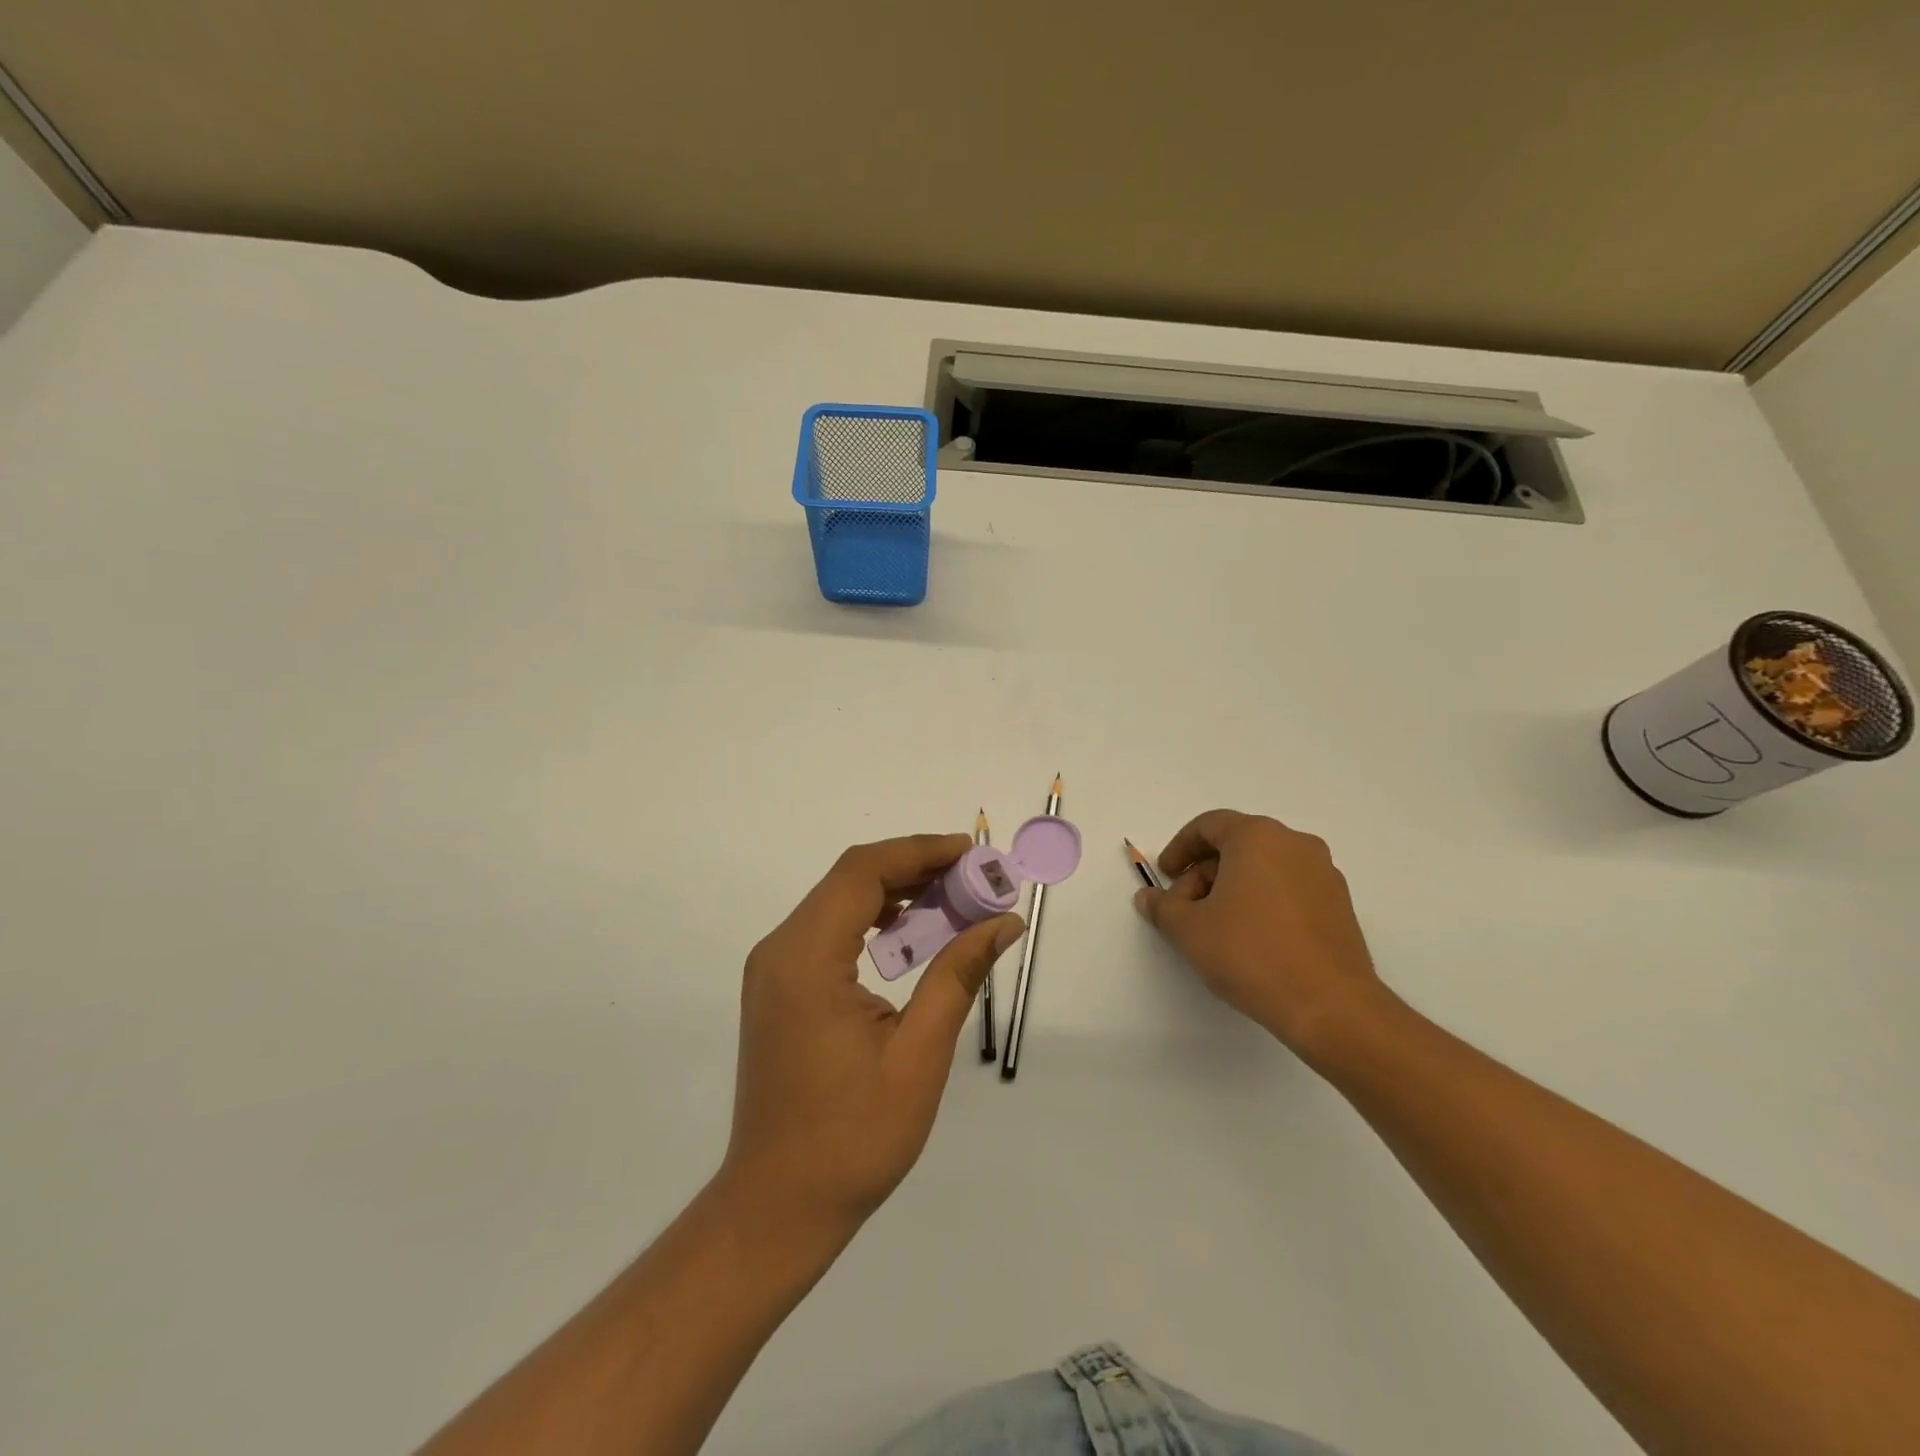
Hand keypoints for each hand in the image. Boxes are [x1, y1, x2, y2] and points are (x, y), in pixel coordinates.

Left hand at [720, 833, 1023, 1239]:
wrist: (778, 1204)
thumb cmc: (854, 1137)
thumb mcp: (919, 1055)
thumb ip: (958, 976)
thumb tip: (1005, 922)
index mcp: (807, 959)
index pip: (863, 872)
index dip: (920, 851)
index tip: (972, 853)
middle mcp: (780, 950)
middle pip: (850, 879)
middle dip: (914, 868)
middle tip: (974, 879)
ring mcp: (773, 969)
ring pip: (838, 901)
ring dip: (894, 893)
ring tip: (953, 901)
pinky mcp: (778, 988)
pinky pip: (828, 930)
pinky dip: (872, 920)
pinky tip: (910, 936)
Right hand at [1133, 809, 1383, 1053]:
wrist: (1329, 1005)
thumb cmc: (1250, 953)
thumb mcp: (1189, 930)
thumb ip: (1163, 907)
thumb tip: (1148, 898)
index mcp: (1258, 836)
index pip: (1208, 826)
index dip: (1179, 849)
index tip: (1165, 877)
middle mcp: (1295, 844)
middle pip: (1236, 846)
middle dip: (1203, 874)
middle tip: (1185, 910)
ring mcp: (1323, 874)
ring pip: (1263, 868)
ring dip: (1232, 889)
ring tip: (1215, 929)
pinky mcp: (1339, 905)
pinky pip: (1288, 888)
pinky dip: (1262, 902)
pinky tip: (1250, 940)